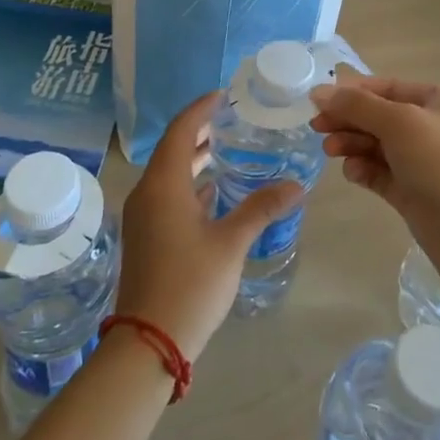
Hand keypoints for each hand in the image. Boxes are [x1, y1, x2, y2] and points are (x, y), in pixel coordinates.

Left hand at [115, 92, 302, 360]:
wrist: (148, 344)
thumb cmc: (190, 284)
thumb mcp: (231, 243)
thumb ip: (261, 208)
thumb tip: (297, 185)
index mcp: (164, 184)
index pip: (181, 130)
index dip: (201, 109)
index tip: (225, 95)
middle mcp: (147, 192)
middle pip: (173, 148)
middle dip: (200, 131)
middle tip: (232, 119)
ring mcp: (142, 216)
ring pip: (169, 173)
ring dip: (194, 158)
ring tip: (227, 149)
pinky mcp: (145, 237)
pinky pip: (167, 195)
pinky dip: (189, 184)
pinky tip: (213, 193)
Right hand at [310, 73, 439, 238]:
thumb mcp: (398, 123)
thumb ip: (356, 105)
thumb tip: (319, 92)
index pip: (390, 87)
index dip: (353, 92)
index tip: (318, 100)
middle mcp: (437, 127)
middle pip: (381, 116)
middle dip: (349, 121)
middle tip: (317, 128)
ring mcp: (427, 161)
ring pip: (380, 145)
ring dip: (353, 145)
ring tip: (330, 152)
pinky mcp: (416, 192)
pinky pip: (383, 172)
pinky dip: (365, 169)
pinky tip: (352, 173)